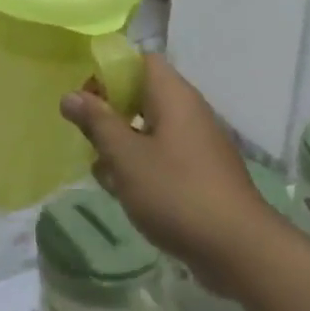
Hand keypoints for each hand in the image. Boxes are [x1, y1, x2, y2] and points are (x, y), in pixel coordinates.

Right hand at [60, 55, 270, 293]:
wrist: (239, 250)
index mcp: (174, 97)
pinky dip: (141, 165)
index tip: (85, 95)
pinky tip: (124, 192)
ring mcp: (198, 144)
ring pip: (150, 129)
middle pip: (142, 94)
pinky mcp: (201, 174)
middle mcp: (189, 112)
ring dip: (122, 143)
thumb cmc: (176, 192)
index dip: (111, 70)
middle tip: (85, 134)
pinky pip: (164, 156)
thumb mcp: (125, 156)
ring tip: (101, 169)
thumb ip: (97, 123)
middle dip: (110, 112)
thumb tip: (70, 95)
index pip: (142, 60)